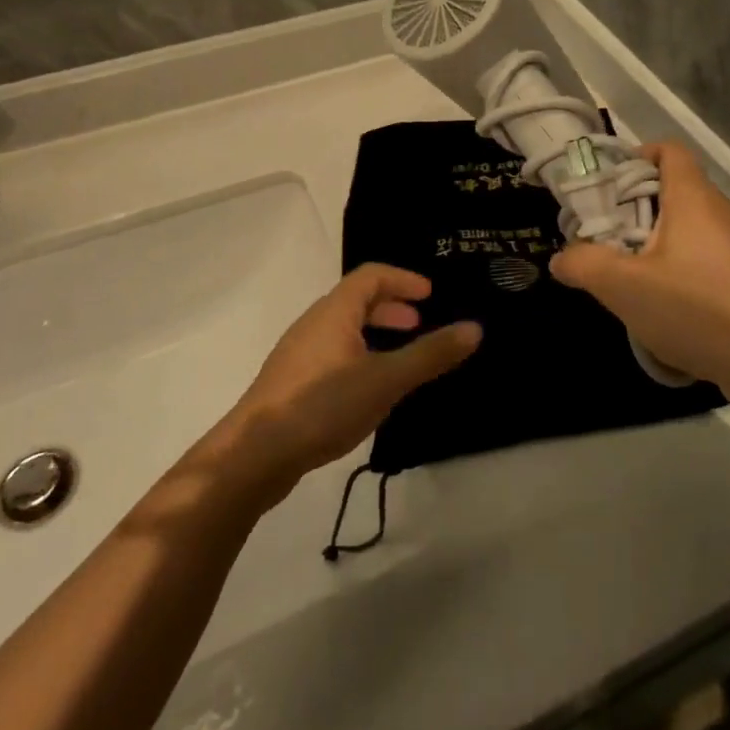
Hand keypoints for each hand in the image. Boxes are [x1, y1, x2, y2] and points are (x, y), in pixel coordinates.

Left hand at [223, 265, 480, 499]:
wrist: (254, 454)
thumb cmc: (323, 405)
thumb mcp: (386, 380)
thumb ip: (430, 354)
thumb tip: (475, 328)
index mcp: (335, 311)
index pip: (371, 275)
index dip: (402, 279)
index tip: (429, 294)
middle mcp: (314, 322)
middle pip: (355, 299)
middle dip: (390, 306)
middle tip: (418, 323)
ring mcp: (298, 353)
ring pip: (342, 328)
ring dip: (373, 332)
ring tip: (397, 357)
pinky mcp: (289, 382)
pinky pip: (331, 352)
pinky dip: (357, 354)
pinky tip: (367, 389)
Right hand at [550, 142, 729, 393]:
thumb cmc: (695, 307)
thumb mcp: (622, 286)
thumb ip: (584, 265)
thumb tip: (561, 259)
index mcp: (693, 198)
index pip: (669, 151)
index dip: (638, 156)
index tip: (608, 184)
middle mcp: (720, 212)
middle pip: (674, 189)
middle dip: (635, 205)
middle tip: (604, 233)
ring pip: (688, 226)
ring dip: (654, 239)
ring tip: (626, 271)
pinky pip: (704, 256)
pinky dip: (678, 266)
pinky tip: (661, 302)